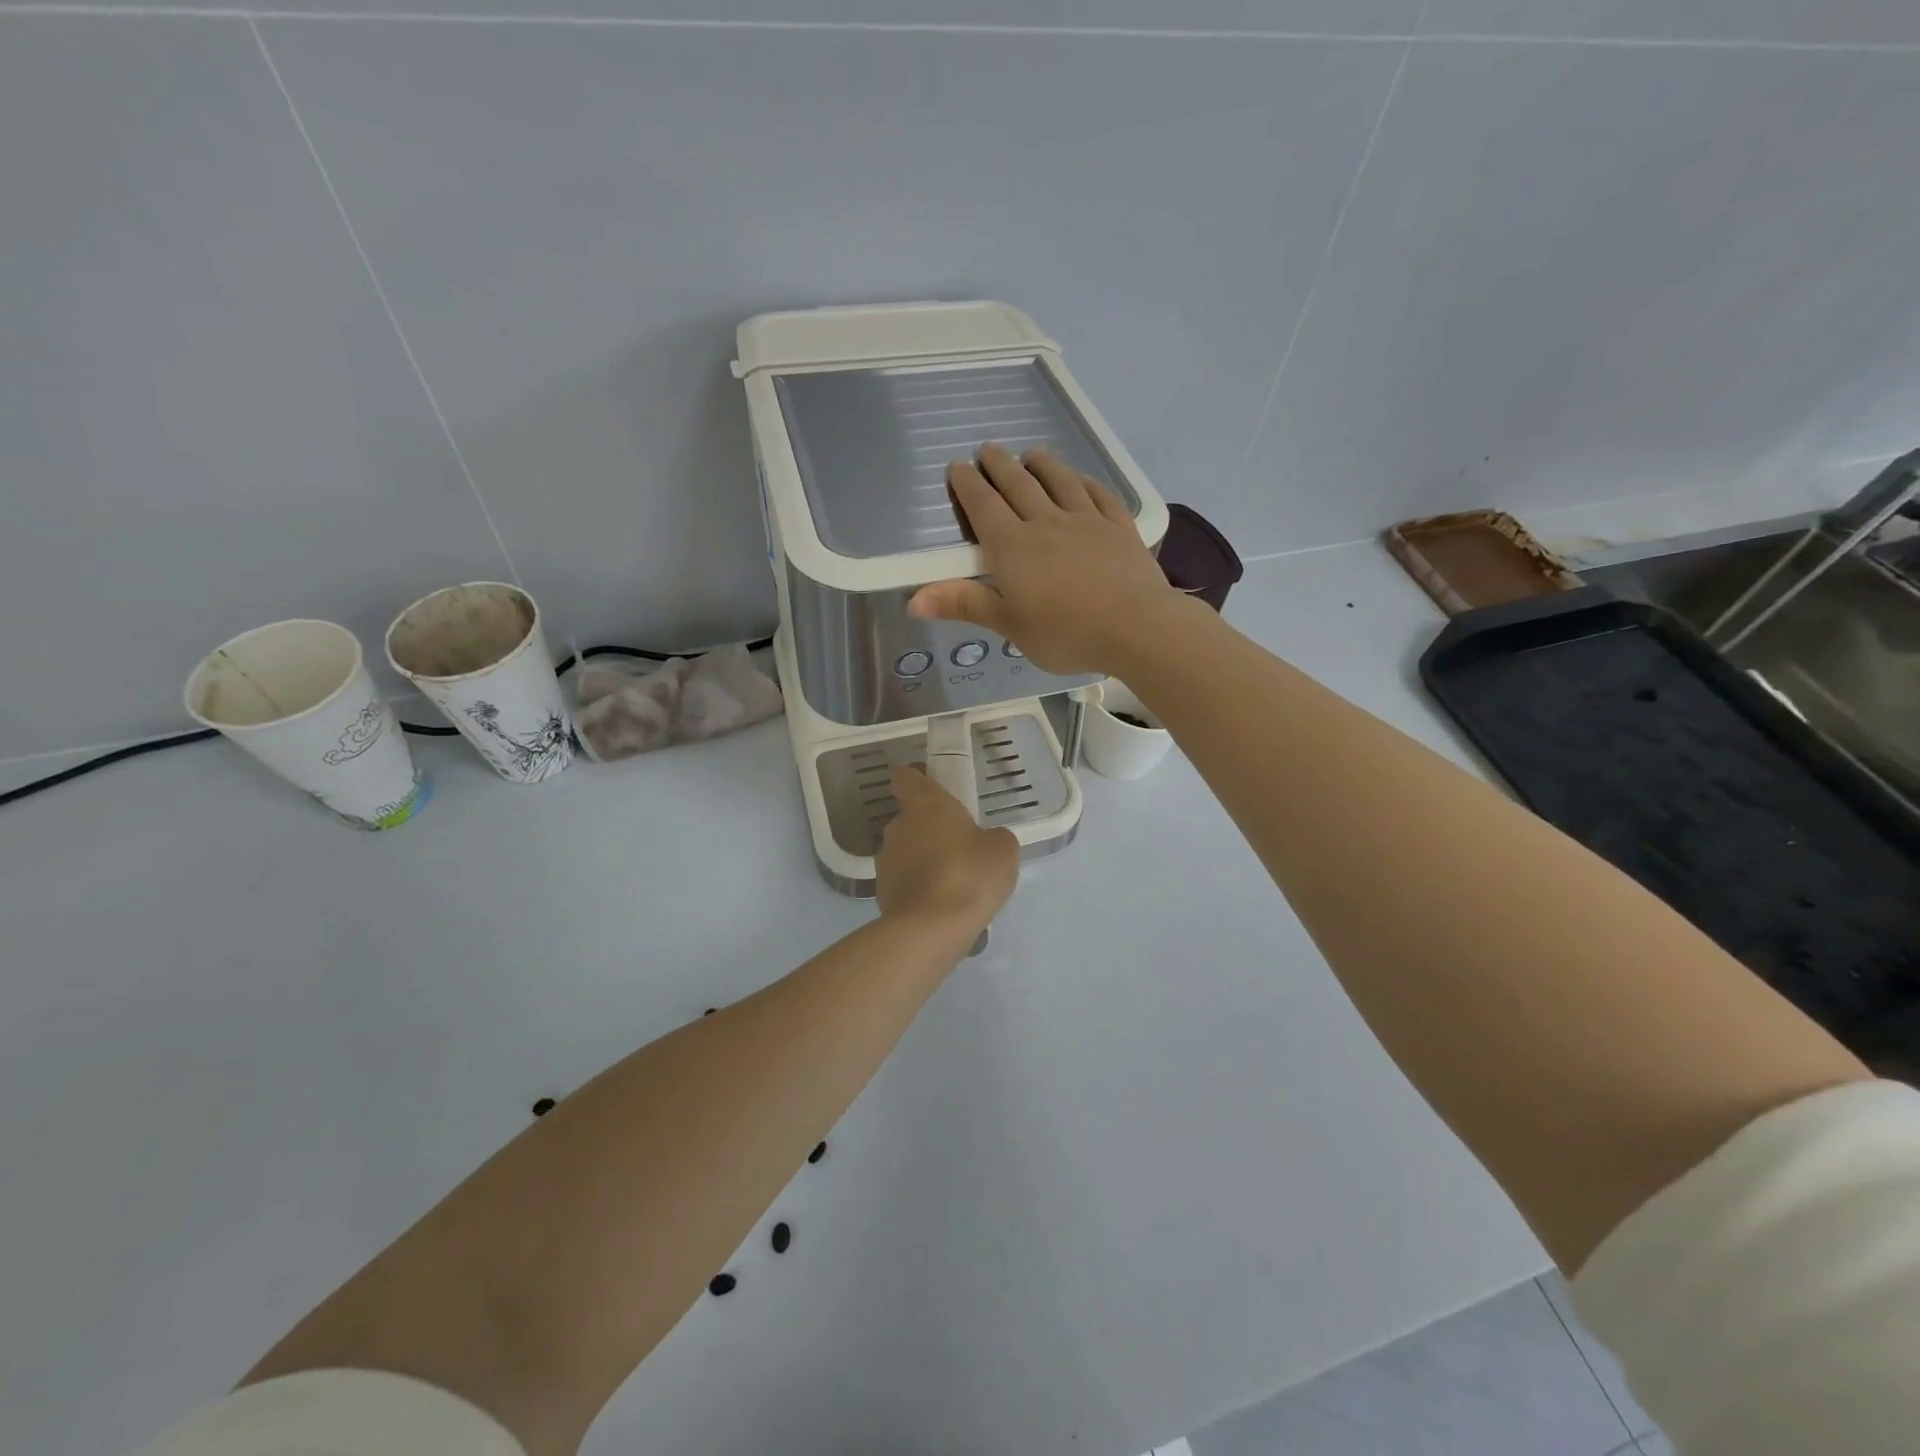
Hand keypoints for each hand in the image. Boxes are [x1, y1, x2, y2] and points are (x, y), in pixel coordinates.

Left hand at [876, 765, 1017, 931]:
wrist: (931, 929)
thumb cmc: (970, 874)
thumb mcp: (1002, 849)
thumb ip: (993, 837)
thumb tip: (984, 841)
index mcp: (925, 804)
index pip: (907, 777)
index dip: (917, 777)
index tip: (931, 784)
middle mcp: (898, 826)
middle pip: (911, 817)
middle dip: (930, 827)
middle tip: (959, 844)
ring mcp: (885, 860)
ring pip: (907, 850)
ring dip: (924, 858)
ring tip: (953, 881)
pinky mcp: (882, 892)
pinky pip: (904, 880)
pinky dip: (919, 886)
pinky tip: (941, 904)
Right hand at [908, 443, 1187, 675]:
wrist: (1135, 627)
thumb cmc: (1065, 633)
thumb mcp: (1009, 625)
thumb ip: (965, 604)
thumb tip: (914, 599)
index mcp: (1013, 547)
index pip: (984, 506)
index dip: (967, 485)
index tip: (957, 467)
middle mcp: (1046, 522)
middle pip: (1018, 485)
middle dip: (999, 466)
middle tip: (987, 450)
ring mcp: (1086, 520)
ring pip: (1059, 481)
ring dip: (1042, 464)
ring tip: (1031, 454)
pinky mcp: (1119, 527)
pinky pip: (1098, 495)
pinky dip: (1085, 482)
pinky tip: (1081, 479)